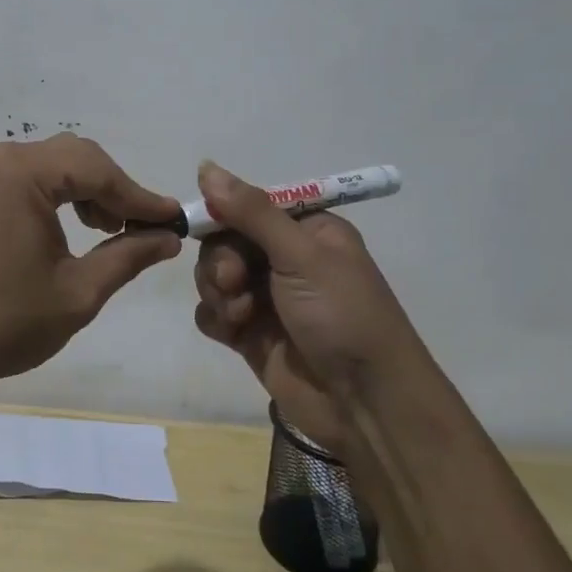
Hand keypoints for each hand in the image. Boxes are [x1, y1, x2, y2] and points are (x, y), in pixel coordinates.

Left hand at [0, 134, 182, 393]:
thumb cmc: (2, 321)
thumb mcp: (77, 293)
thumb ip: (128, 256)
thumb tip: (169, 237)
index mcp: (22, 173)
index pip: (98, 171)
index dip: (140, 197)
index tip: (175, 220)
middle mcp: (0, 156)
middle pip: (77, 158)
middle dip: (115, 190)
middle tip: (142, 229)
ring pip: (55, 164)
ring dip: (89, 190)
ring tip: (111, 231)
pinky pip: (31, 176)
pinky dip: (60, 194)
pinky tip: (76, 226)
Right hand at [191, 161, 413, 451]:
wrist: (366, 405)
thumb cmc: (343, 316)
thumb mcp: (301, 255)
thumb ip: (251, 212)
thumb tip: (205, 165)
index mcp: (305, 230)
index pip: (248, 206)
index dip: (223, 215)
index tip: (207, 226)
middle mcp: (284, 259)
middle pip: (224, 241)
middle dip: (221, 261)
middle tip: (234, 282)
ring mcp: (266, 298)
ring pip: (214, 276)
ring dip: (218, 291)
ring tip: (239, 315)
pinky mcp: (250, 334)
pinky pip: (212, 312)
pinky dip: (216, 318)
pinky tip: (233, 332)